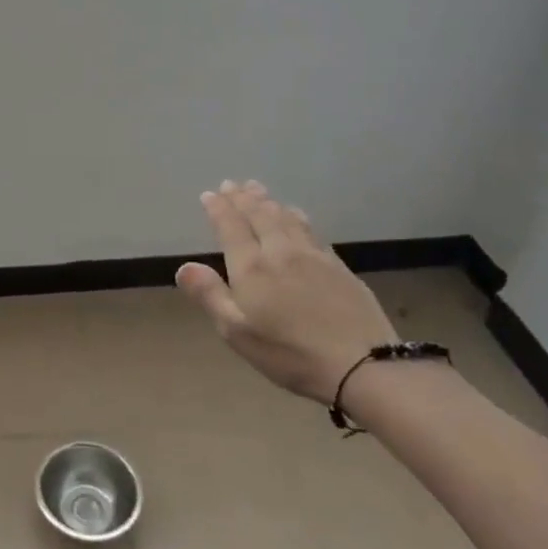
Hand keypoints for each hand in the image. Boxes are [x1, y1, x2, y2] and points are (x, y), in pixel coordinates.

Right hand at [175, 181, 396, 403]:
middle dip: (242, 198)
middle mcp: (280, 251)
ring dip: (268, 201)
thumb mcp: (237, 332)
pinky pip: (310, 230)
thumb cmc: (290, 353)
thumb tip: (184, 266)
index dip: (218, 209)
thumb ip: (209, 295)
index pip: (231, 227)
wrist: (363, 365)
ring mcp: (313, 256)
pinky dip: (296, 216)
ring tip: (258, 190)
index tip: (209, 194)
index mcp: (252, 267)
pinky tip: (296, 215)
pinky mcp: (338, 266)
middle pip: (259, 215)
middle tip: (232, 184)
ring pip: (286, 218)